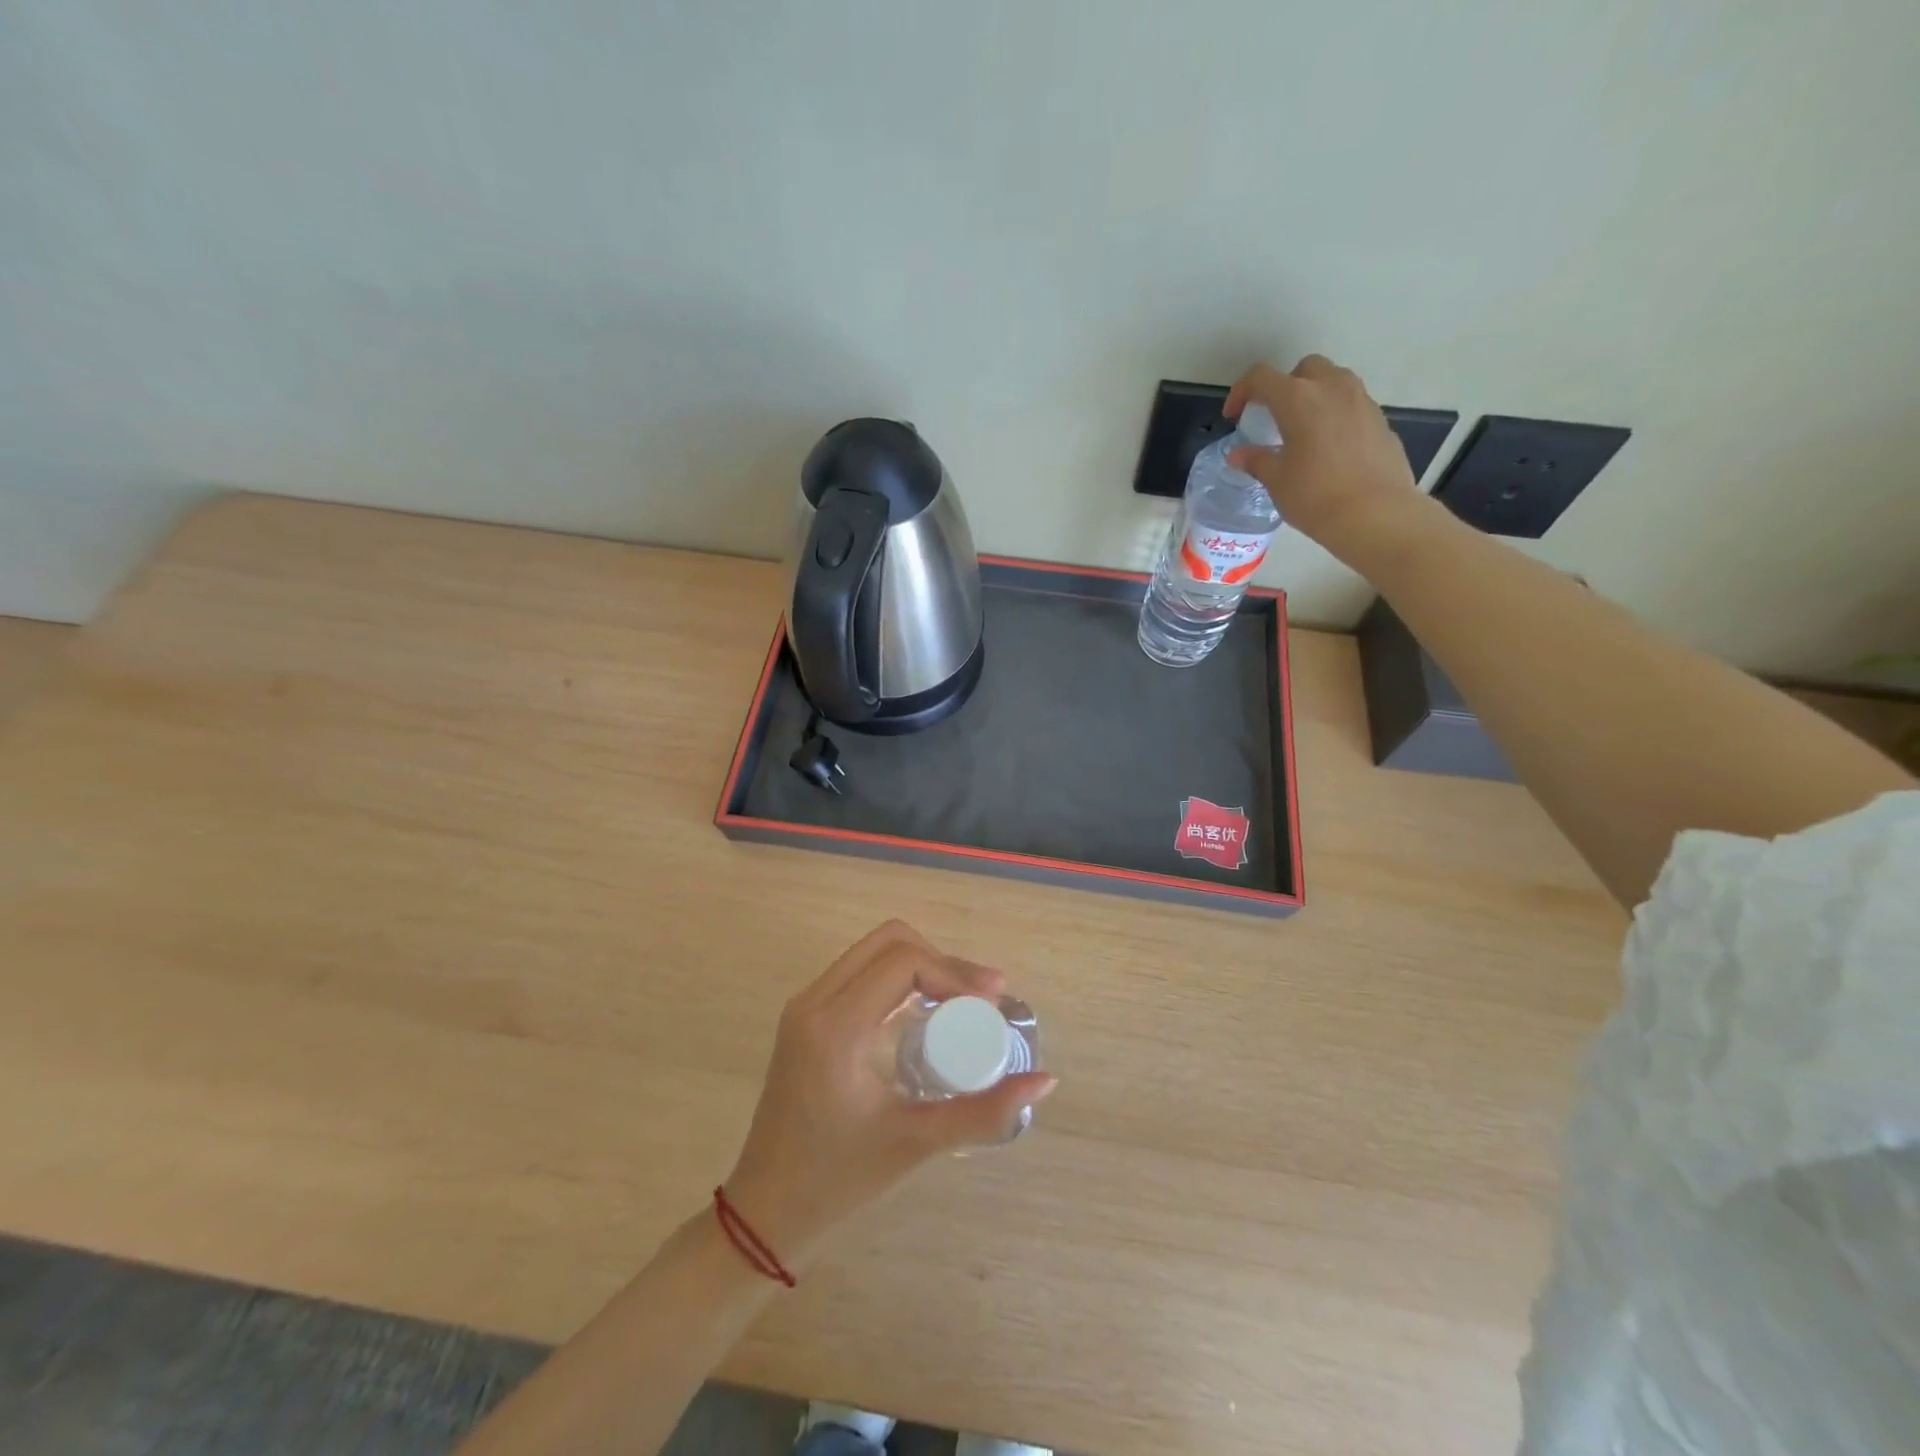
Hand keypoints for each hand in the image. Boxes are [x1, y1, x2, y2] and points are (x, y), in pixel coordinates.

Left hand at [722, 921, 1056, 1267]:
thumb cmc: (839, 1181)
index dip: (954, 971)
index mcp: (836, 1027)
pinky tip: (926, 1011)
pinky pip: (859, 972)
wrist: (765, 1212)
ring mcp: (805, 1006)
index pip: (903, 962)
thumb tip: (1046, 1081)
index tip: (991, 1001)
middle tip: (982, 995)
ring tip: (961, 1001)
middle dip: (941, 960)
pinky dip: (898, 978)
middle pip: (889, 941)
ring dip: (920, 964)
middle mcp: (814, 1001)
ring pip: (872, 951)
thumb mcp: (916, 1142)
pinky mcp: (805, 1017)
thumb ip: (984, 1111)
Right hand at [1225, 356, 1428, 564]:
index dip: (1241, 391)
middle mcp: (1332, 388)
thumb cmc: (1315, 496)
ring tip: (1303, 430)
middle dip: (1285, 386)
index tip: (1234, 416)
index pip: (1261, 378)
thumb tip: (1239, 455)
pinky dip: (1335, 416)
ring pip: (1334, 381)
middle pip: (1305, 369)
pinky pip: (1352, 405)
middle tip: (1274, 417)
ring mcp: (1362, 401)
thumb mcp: (1277, 481)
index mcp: (1299, 399)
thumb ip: (1256, 461)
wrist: (1375, 514)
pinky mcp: (1381, 420)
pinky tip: (1329, 449)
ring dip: (1314, 396)